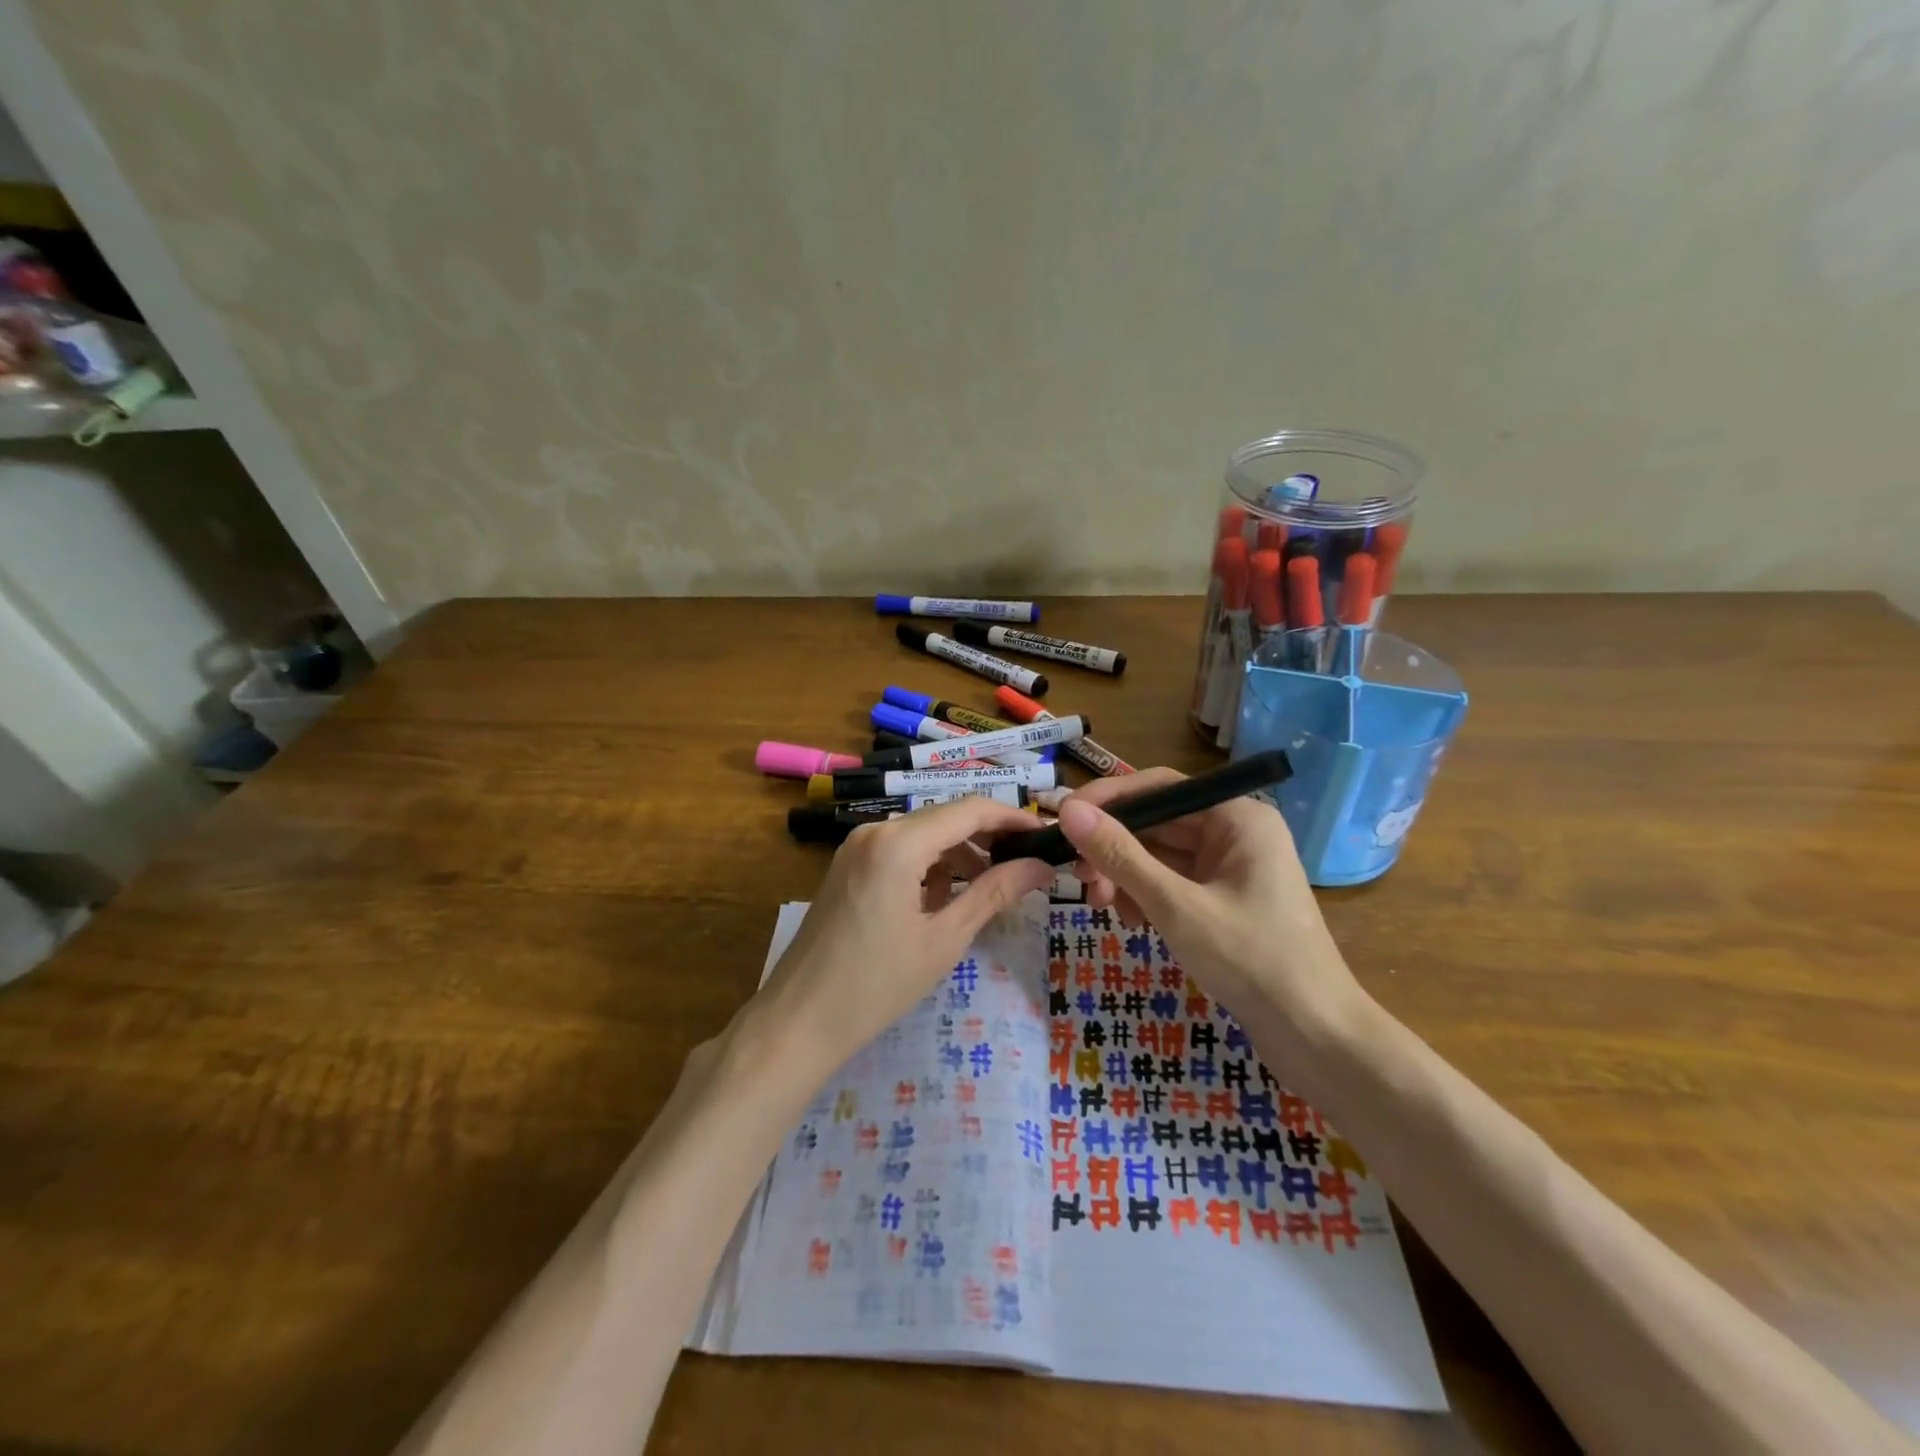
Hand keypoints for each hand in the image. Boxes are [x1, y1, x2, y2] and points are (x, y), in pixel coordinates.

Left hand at [755, 797, 1056, 1070]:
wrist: (798, 1020)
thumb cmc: (876, 984)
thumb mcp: (944, 939)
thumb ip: (994, 893)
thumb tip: (1041, 866)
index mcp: (898, 843)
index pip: (969, 810)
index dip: (1012, 818)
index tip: (1046, 836)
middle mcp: (875, 831)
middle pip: (945, 818)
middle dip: (988, 838)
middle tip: (1026, 866)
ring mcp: (856, 847)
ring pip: (923, 835)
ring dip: (959, 854)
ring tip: (991, 889)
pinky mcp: (848, 866)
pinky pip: (900, 851)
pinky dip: (929, 866)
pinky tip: (944, 899)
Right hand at [1055, 769, 1362, 1036]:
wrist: (1316, 1036)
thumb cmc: (1251, 961)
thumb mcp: (1176, 906)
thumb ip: (1120, 855)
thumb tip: (1068, 810)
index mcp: (1237, 817)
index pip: (1159, 786)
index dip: (1107, 799)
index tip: (1063, 818)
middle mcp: (1235, 831)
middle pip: (1157, 822)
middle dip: (1114, 849)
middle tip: (1081, 880)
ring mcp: (1231, 866)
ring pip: (1160, 854)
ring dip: (1126, 876)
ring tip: (1106, 908)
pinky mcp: (1224, 898)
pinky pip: (1172, 881)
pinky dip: (1146, 896)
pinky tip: (1134, 923)